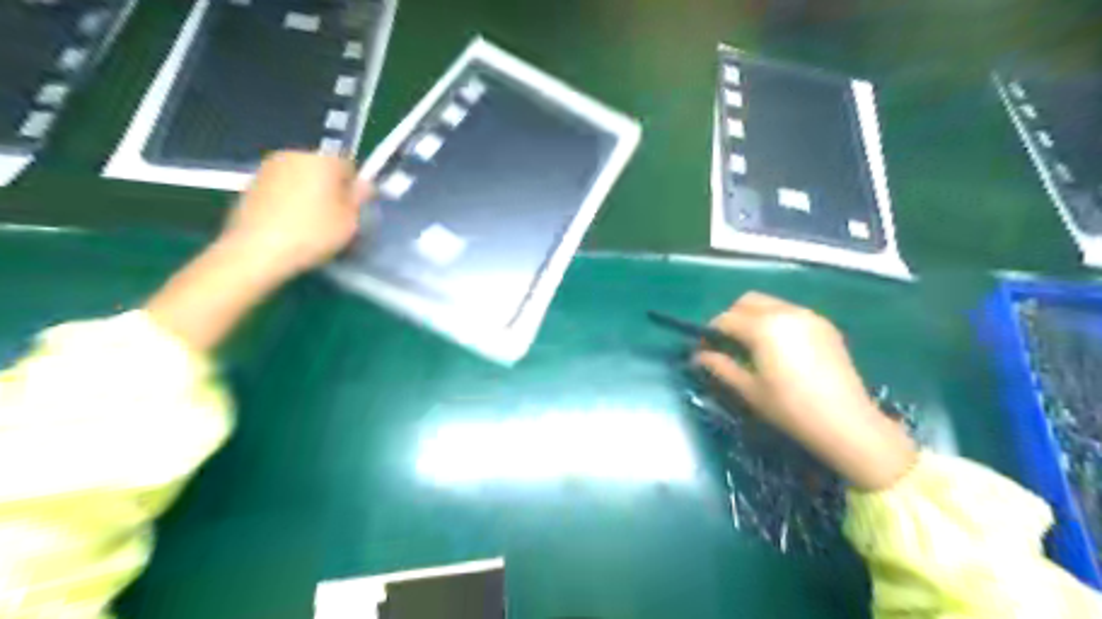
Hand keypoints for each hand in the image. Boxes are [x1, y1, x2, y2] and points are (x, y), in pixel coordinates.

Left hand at [217, 151, 370, 277]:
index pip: (348, 166)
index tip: (353, 210)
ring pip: (299, 178)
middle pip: (321, 169)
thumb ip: (359, 198)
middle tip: (333, 218)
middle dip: (329, 188)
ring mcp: (267, 168)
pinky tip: (288, 225)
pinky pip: (280, 189)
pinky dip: (287, 202)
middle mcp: (293, 155)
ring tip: (309, 223)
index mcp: (322, 160)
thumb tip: (363, 185)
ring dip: (307, 194)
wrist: (256, 250)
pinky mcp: (248, 184)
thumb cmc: (312, 233)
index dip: (354, 188)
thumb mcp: (350, 221)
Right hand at [691, 293, 918, 490]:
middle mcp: (785, 312)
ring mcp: (809, 316)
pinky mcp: (825, 325)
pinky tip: (779, 347)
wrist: (846, 422)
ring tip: (754, 345)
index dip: (711, 333)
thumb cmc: (790, 408)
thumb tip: (699, 356)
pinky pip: (791, 312)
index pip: (726, 319)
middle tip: (728, 343)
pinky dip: (777, 320)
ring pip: (771, 303)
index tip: (705, 350)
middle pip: (747, 301)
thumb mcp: (749, 390)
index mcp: (763, 327)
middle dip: (732, 317)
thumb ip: (721, 367)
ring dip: (755, 316)